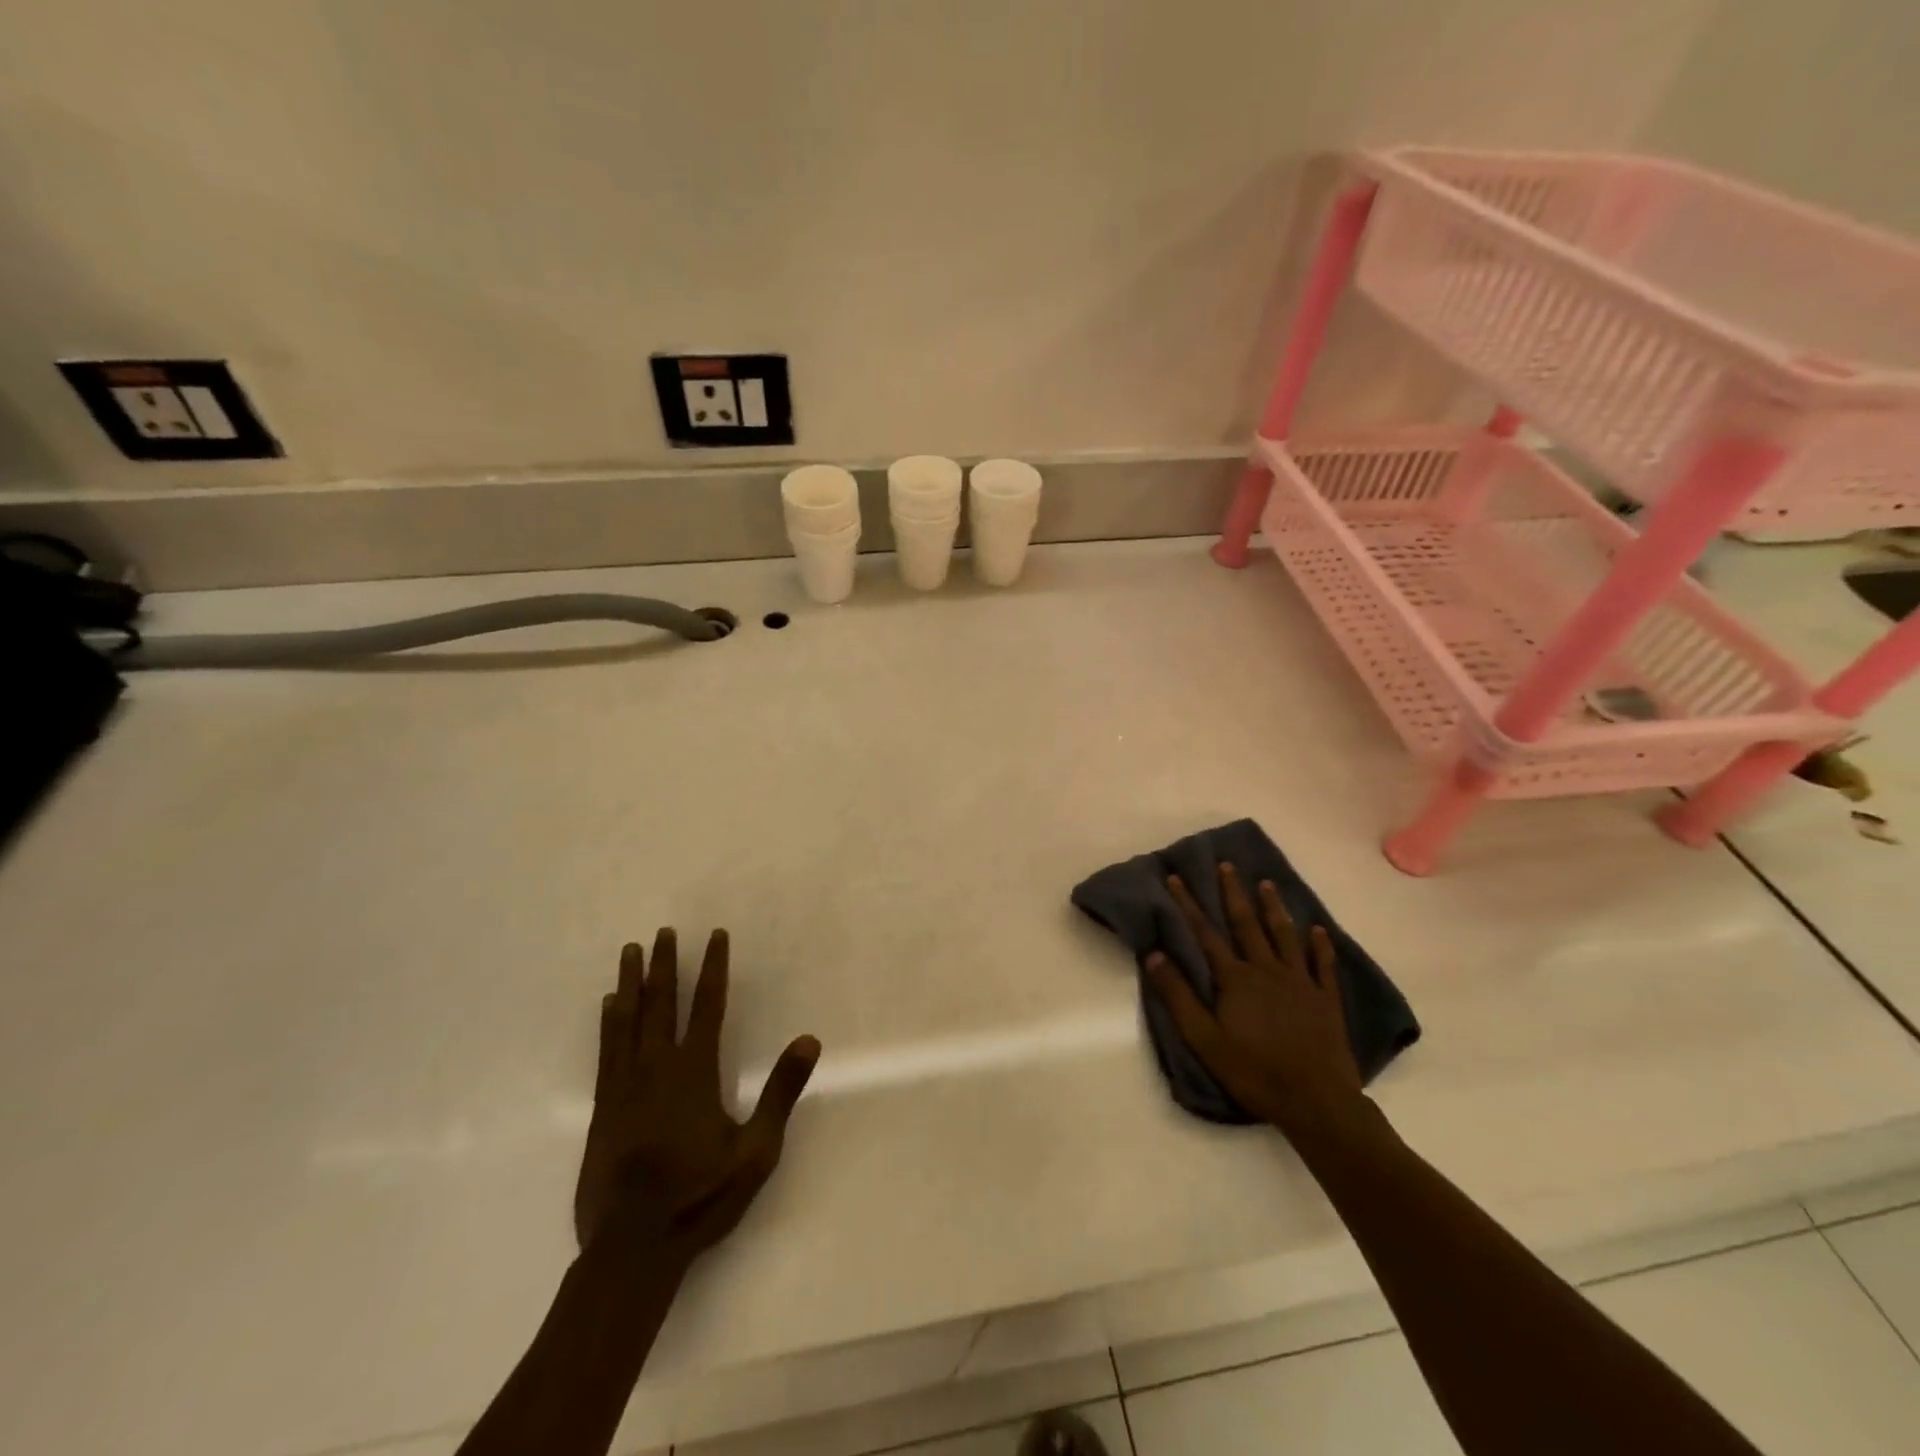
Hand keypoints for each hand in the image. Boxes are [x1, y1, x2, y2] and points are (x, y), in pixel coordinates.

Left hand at [574, 928, 820, 1263]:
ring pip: (628, 1019)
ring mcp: (626, 1085)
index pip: (709, 1005)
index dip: (714, 968)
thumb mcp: (757, 1149)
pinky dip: (609, 1021)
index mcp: (696, 1071)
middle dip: (667, 965)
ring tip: (631, 951)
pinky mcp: (604, 1107)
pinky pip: (607, 1049)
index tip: (715, 936)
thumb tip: (809, 1040)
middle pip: (663, 1003)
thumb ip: (781, 1091)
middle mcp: (658, 1067)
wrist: (632, 1247)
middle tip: (664, 932)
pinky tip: (609, 1004)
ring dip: (632, 982)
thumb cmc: (701, 1196)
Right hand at [1147, 862, 1365, 1137]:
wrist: (1316, 1101)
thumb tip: (1154, 954)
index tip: (1176, 877)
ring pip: (1285, 935)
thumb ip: (1178, 996)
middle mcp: (1267, 970)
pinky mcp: (1326, 999)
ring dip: (1274, 908)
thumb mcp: (1203, 1039)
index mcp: (1235, 978)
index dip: (1188, 904)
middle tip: (1227, 864)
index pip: (1205, 933)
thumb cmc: (1253, 1071)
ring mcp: (1300, 982)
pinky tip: (1319, 930)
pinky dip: (1320, 945)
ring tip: (1266, 883)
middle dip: (1233, 893)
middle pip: (1247, 924)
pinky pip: (1323, 964)